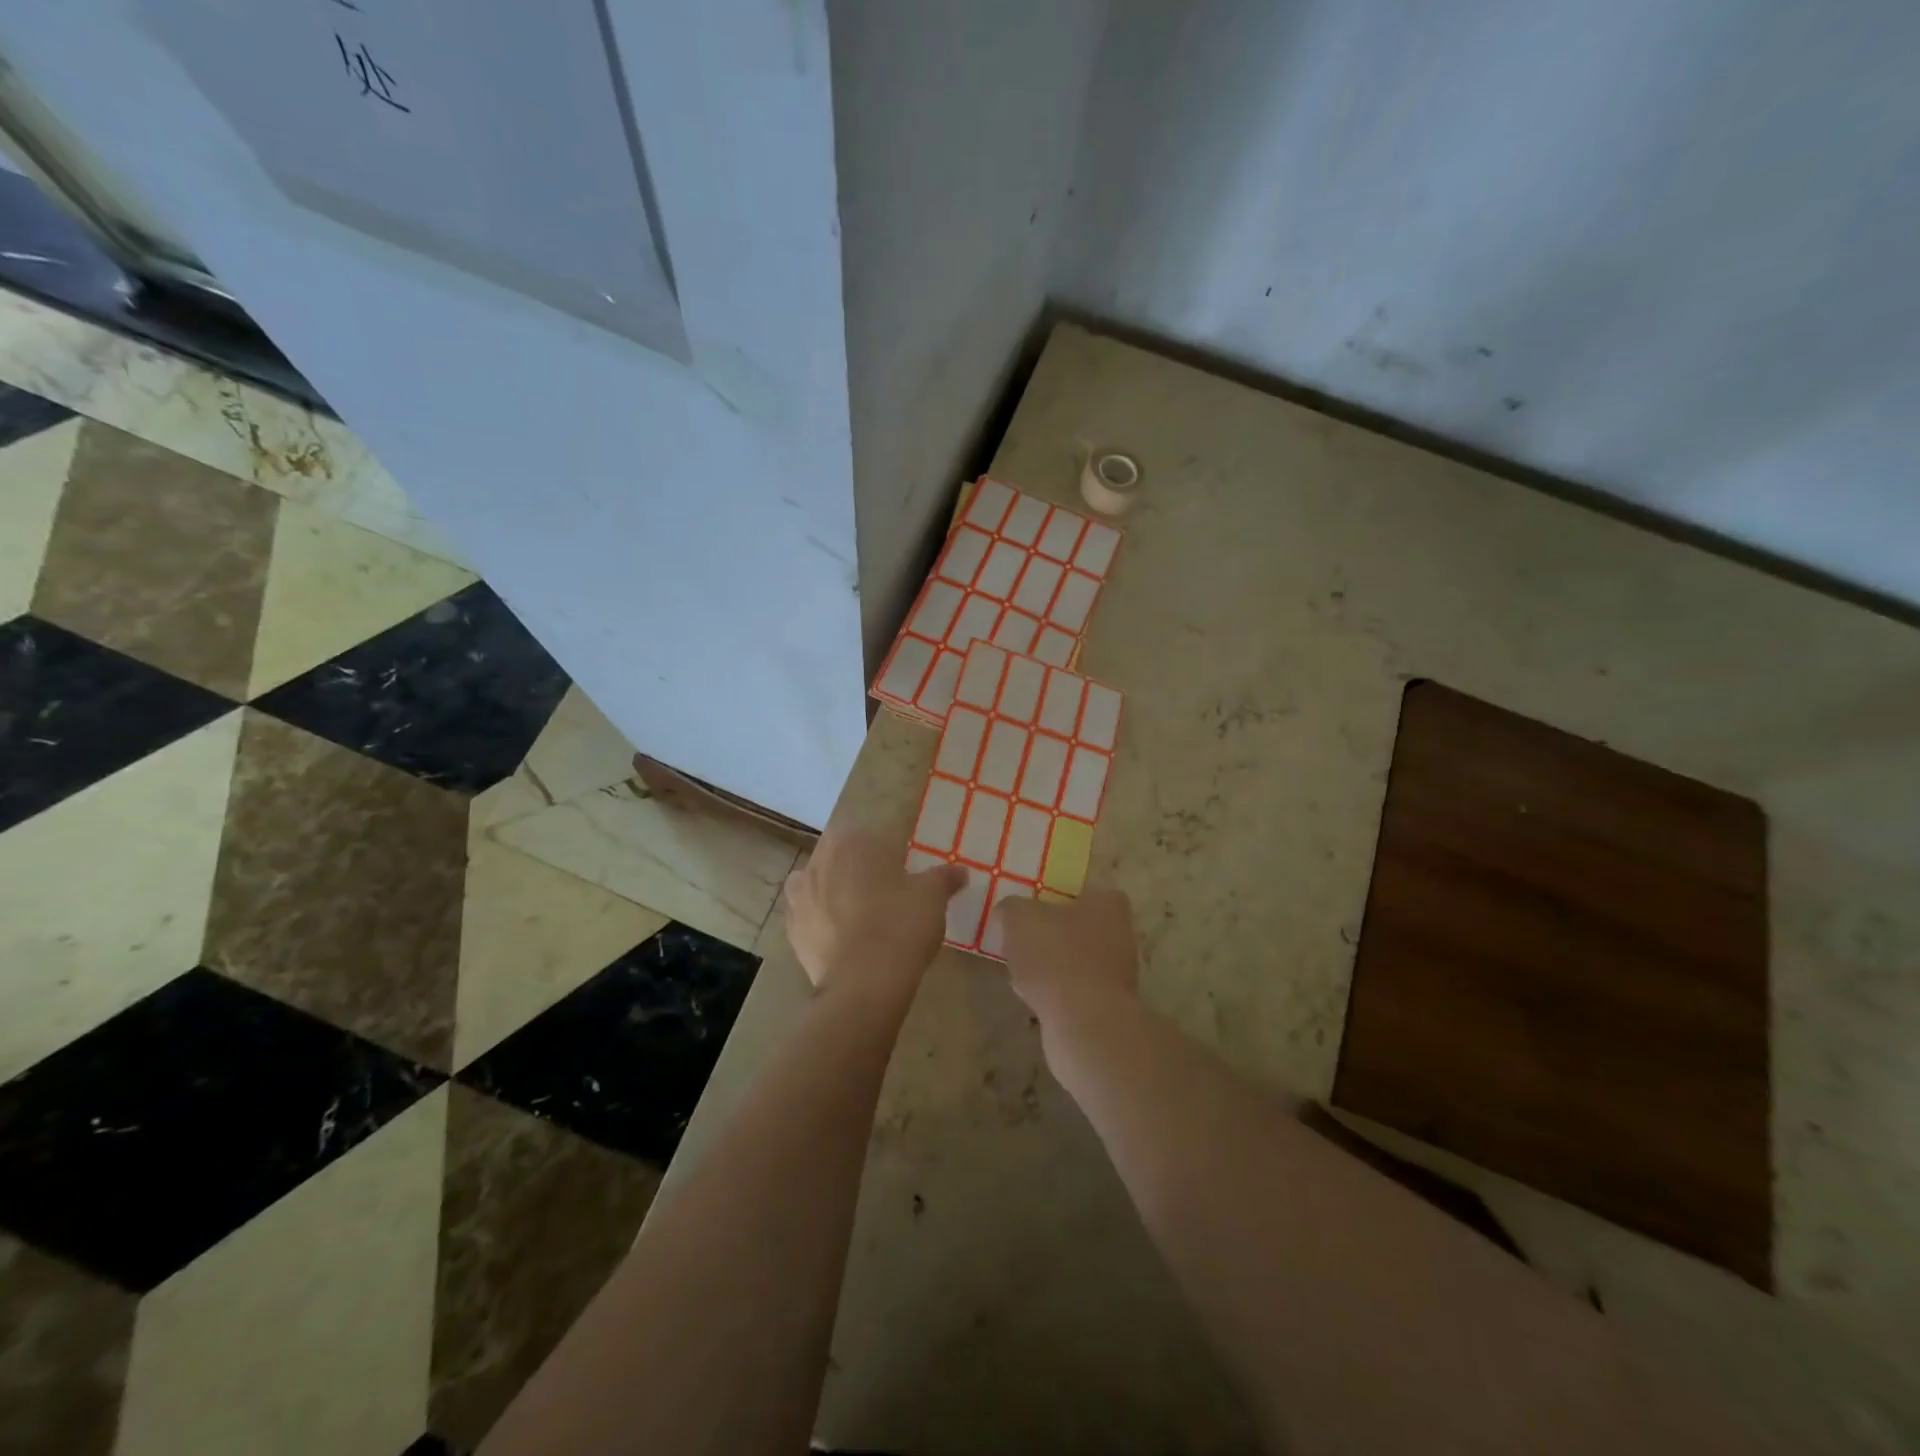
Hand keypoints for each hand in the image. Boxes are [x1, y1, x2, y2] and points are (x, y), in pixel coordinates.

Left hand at [783, 822, 964, 1006]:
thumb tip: (961, 871)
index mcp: (850, 840)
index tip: (901, 869)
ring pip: (819, 884)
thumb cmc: (901, 923)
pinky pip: (809, 917)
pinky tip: (844, 938)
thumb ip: (944, 877)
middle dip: (858, 870)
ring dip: (835, 893)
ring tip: (862, 916)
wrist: (864, 982)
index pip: (866, 834)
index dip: (884, 851)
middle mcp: (817, 860)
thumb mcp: (932, 895)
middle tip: (887, 893)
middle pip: (840, 857)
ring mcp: (799, 896)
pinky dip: (823, 923)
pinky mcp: (792, 931)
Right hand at [999, 888, 1140, 1035]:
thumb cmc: (1055, 956)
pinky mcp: (1109, 1006)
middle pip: (1078, 928)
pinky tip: (1034, 1000)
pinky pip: (1075, 991)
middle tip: (1021, 943)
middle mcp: (1121, 934)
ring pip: (1075, 961)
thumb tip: (1009, 911)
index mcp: (1108, 904)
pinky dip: (1056, 994)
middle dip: (1051, 936)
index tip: (1031, 912)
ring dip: (1051, 967)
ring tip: (1021, 973)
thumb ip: (1012, 908)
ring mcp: (1119, 973)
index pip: (1083, 891)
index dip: (1055, 899)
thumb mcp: (1019, 918)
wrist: (1083, 1023)